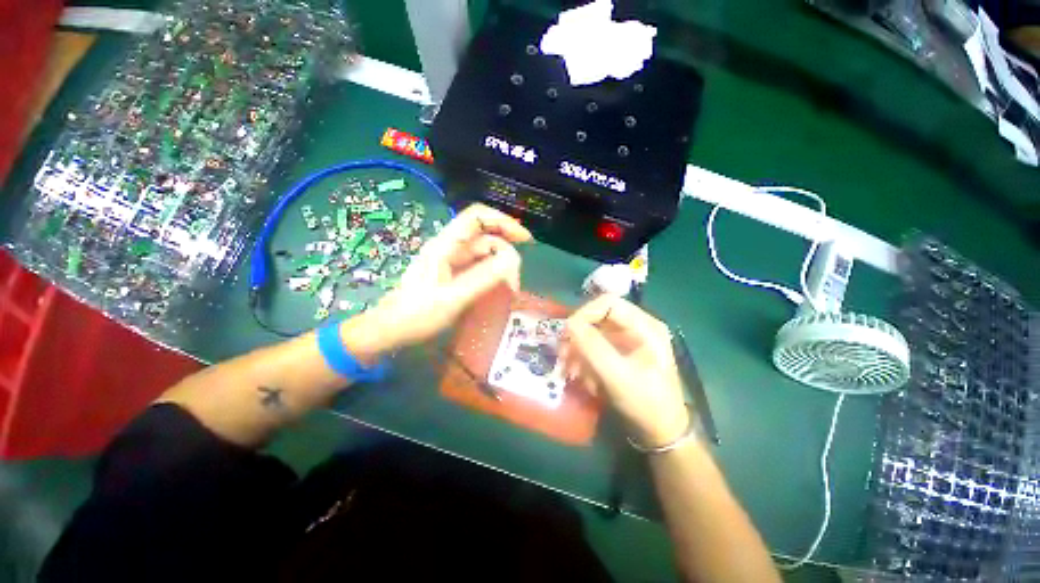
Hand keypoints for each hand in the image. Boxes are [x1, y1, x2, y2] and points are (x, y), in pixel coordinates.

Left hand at [358, 204, 531, 352]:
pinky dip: (494, 274)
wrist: (392, 330)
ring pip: (485, 253)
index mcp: (445, 246)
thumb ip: (482, 279)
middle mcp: (450, 248)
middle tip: (515, 283)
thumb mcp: (452, 298)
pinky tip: (500, 288)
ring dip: (502, 267)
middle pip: (486, 237)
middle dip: (506, 254)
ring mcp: (452, 261)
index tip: (524, 240)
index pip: (477, 217)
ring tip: (509, 289)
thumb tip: (512, 261)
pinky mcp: (455, 274)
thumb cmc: (417, 315)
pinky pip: (480, 267)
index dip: (503, 221)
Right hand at [562, 295, 689, 446]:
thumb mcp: (619, 376)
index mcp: (644, 326)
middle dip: (578, 338)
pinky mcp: (618, 355)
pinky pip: (594, 350)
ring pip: (592, 335)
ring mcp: (626, 342)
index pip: (608, 303)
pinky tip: (587, 382)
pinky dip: (585, 363)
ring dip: (579, 353)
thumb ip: (593, 348)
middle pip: (597, 319)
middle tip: (564, 357)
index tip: (567, 334)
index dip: (585, 313)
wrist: (660, 433)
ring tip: (573, 374)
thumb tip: (569, 324)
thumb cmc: (647, 403)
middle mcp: (635, 328)